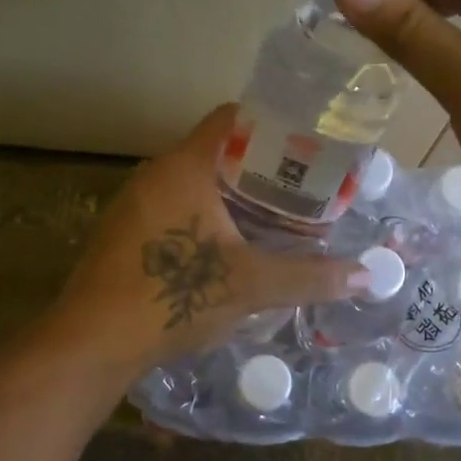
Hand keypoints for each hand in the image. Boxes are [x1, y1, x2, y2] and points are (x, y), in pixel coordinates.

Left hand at [48, 106, 364, 374]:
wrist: (92, 341)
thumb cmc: (172, 296)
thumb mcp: (250, 285)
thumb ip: (310, 277)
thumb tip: (368, 277)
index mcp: (185, 166)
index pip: (232, 118)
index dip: (272, 124)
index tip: (307, 144)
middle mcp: (156, 173)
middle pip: (217, 151)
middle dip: (261, 167)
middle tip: (304, 188)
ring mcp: (135, 202)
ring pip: (195, 182)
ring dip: (233, 195)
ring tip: (276, 217)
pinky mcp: (125, 232)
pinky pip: (174, 207)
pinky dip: (206, 215)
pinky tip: (230, 247)